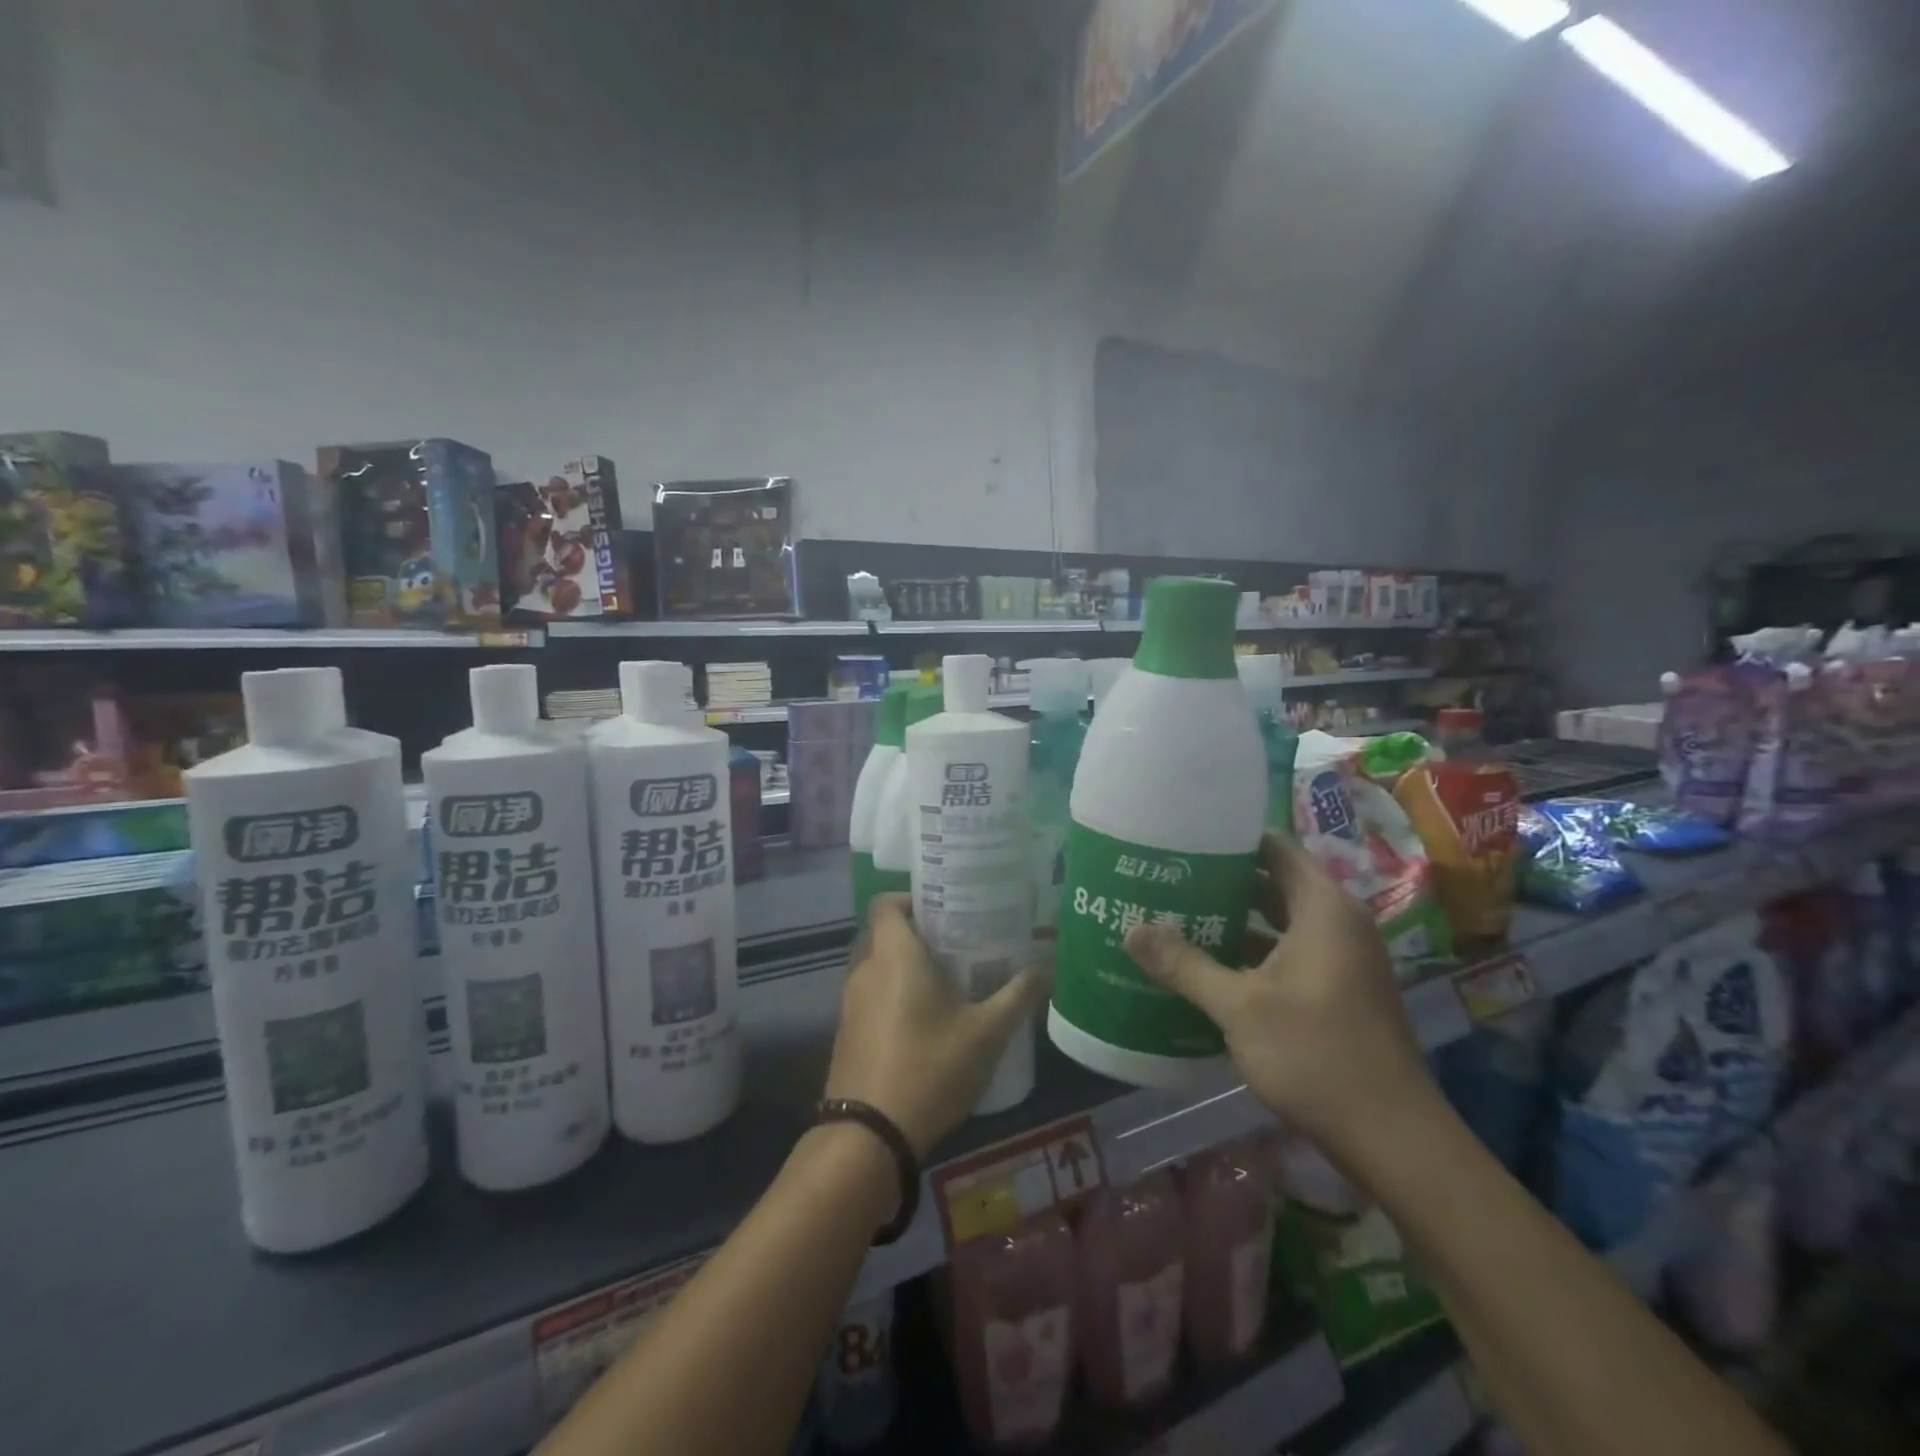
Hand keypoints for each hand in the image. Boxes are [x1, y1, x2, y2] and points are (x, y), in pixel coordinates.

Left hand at [824, 895, 1050, 1157]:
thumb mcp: (987, 1033)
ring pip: (879, 966)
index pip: (887, 902)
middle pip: (886, 933)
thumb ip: (1019, 994)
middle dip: (921, 935)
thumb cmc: (930, 1068)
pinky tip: (928, 1022)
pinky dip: (895, 995)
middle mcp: (865, 969)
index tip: (947, 909)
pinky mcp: (847, 1033)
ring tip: (951, 982)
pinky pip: (872, 996)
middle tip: (961, 945)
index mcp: (894, 954)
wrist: (869, 1135)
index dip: (913, 898)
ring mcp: (850, 1003)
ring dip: (908, 968)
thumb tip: (1049, 963)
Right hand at [1122, 833, 1438, 1160]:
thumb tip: (1131, 930)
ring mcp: (1343, 960)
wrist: (1393, 1139)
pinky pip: (1289, 952)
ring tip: (1178, 916)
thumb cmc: (1317, 1055)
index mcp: (1324, 909)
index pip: (1275, 848)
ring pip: (1280, 922)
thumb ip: (1184, 965)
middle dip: (1224, 881)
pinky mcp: (1340, 992)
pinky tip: (1209, 966)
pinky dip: (1253, 952)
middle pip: (1275, 883)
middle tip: (1169, 876)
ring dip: (1236, 919)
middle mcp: (1339, 924)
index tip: (1185, 838)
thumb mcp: (1239, 1007)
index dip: (1232, 839)